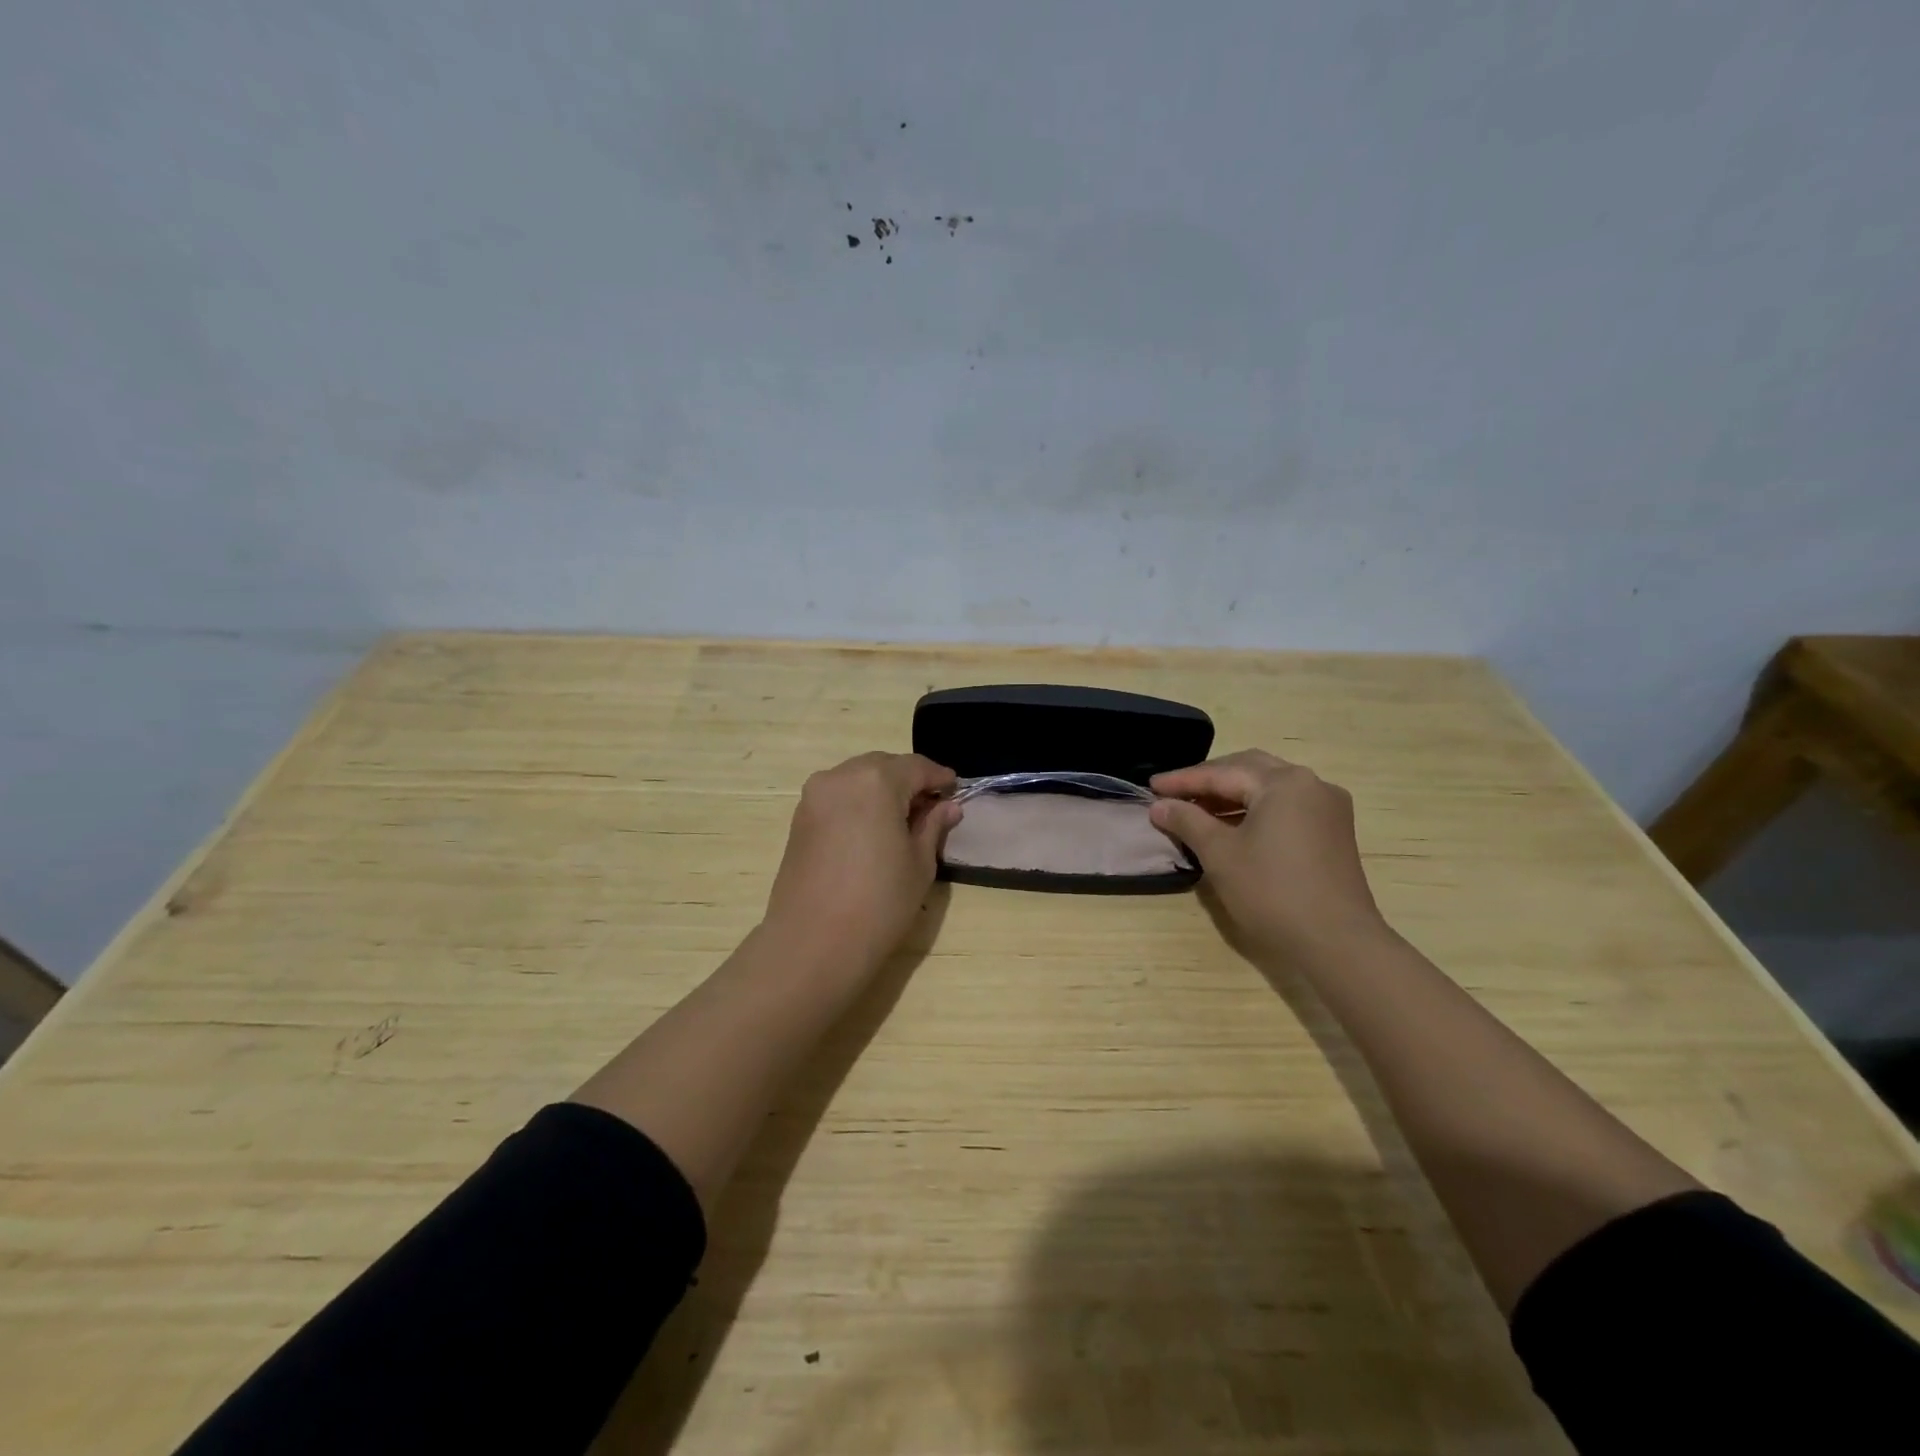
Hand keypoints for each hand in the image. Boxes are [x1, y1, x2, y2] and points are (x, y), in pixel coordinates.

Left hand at [762, 752, 959, 974]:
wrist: (813, 943)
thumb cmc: (879, 902)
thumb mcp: (919, 864)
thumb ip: (932, 826)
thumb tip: (947, 806)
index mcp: (876, 781)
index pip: (916, 767)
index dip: (939, 777)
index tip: (955, 790)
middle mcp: (840, 776)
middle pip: (883, 766)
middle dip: (908, 780)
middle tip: (930, 807)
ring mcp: (814, 796)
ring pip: (857, 778)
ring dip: (882, 790)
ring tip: (902, 820)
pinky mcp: (799, 818)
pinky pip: (837, 796)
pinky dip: (859, 802)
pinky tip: (872, 830)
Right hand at [1149, 750, 1388, 959]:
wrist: (1336, 942)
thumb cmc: (1271, 891)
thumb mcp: (1219, 853)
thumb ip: (1187, 821)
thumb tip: (1159, 805)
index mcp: (1284, 782)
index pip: (1222, 773)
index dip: (1182, 780)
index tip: (1151, 786)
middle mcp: (1311, 784)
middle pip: (1249, 770)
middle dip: (1209, 779)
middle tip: (1174, 792)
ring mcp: (1327, 807)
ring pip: (1268, 788)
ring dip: (1232, 794)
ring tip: (1196, 810)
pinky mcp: (1333, 831)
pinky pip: (1285, 806)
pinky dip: (1255, 809)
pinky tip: (1232, 826)